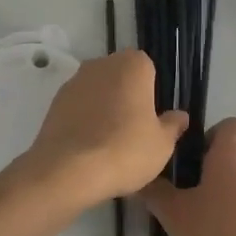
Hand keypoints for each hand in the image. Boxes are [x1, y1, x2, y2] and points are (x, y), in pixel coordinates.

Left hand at [15, 50, 187, 210]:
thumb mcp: (162, 144)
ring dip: (105, 107)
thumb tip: (180, 116)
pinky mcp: (55, 102)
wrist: (68, 171)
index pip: (148, 69)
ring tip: (110, 142)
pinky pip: (79, 106)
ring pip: (98, 91)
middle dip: (128, 97)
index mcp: (133, 65)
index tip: (153, 117)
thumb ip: (172, 125)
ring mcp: (75, 81)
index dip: (152, 92)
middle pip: (121, 77)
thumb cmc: (125, 150)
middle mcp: (102, 64)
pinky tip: (90, 146)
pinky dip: (85, 119)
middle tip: (135, 130)